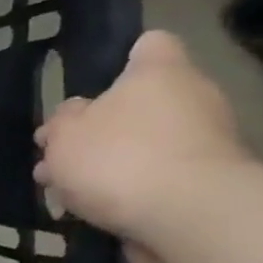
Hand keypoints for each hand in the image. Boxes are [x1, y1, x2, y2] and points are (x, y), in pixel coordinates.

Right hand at [34, 30, 252, 262]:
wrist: (188, 218)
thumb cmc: (119, 158)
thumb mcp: (65, 135)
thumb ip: (62, 121)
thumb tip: (74, 116)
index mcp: (160, 73)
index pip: (150, 45)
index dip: (121, 58)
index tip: (93, 85)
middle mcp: (192, 99)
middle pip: (138, 105)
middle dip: (97, 131)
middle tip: (57, 157)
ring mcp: (204, 144)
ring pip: (141, 147)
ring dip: (104, 168)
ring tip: (62, 194)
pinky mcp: (205, 186)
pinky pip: (154, 181)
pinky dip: (125, 195)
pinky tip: (90, 214)